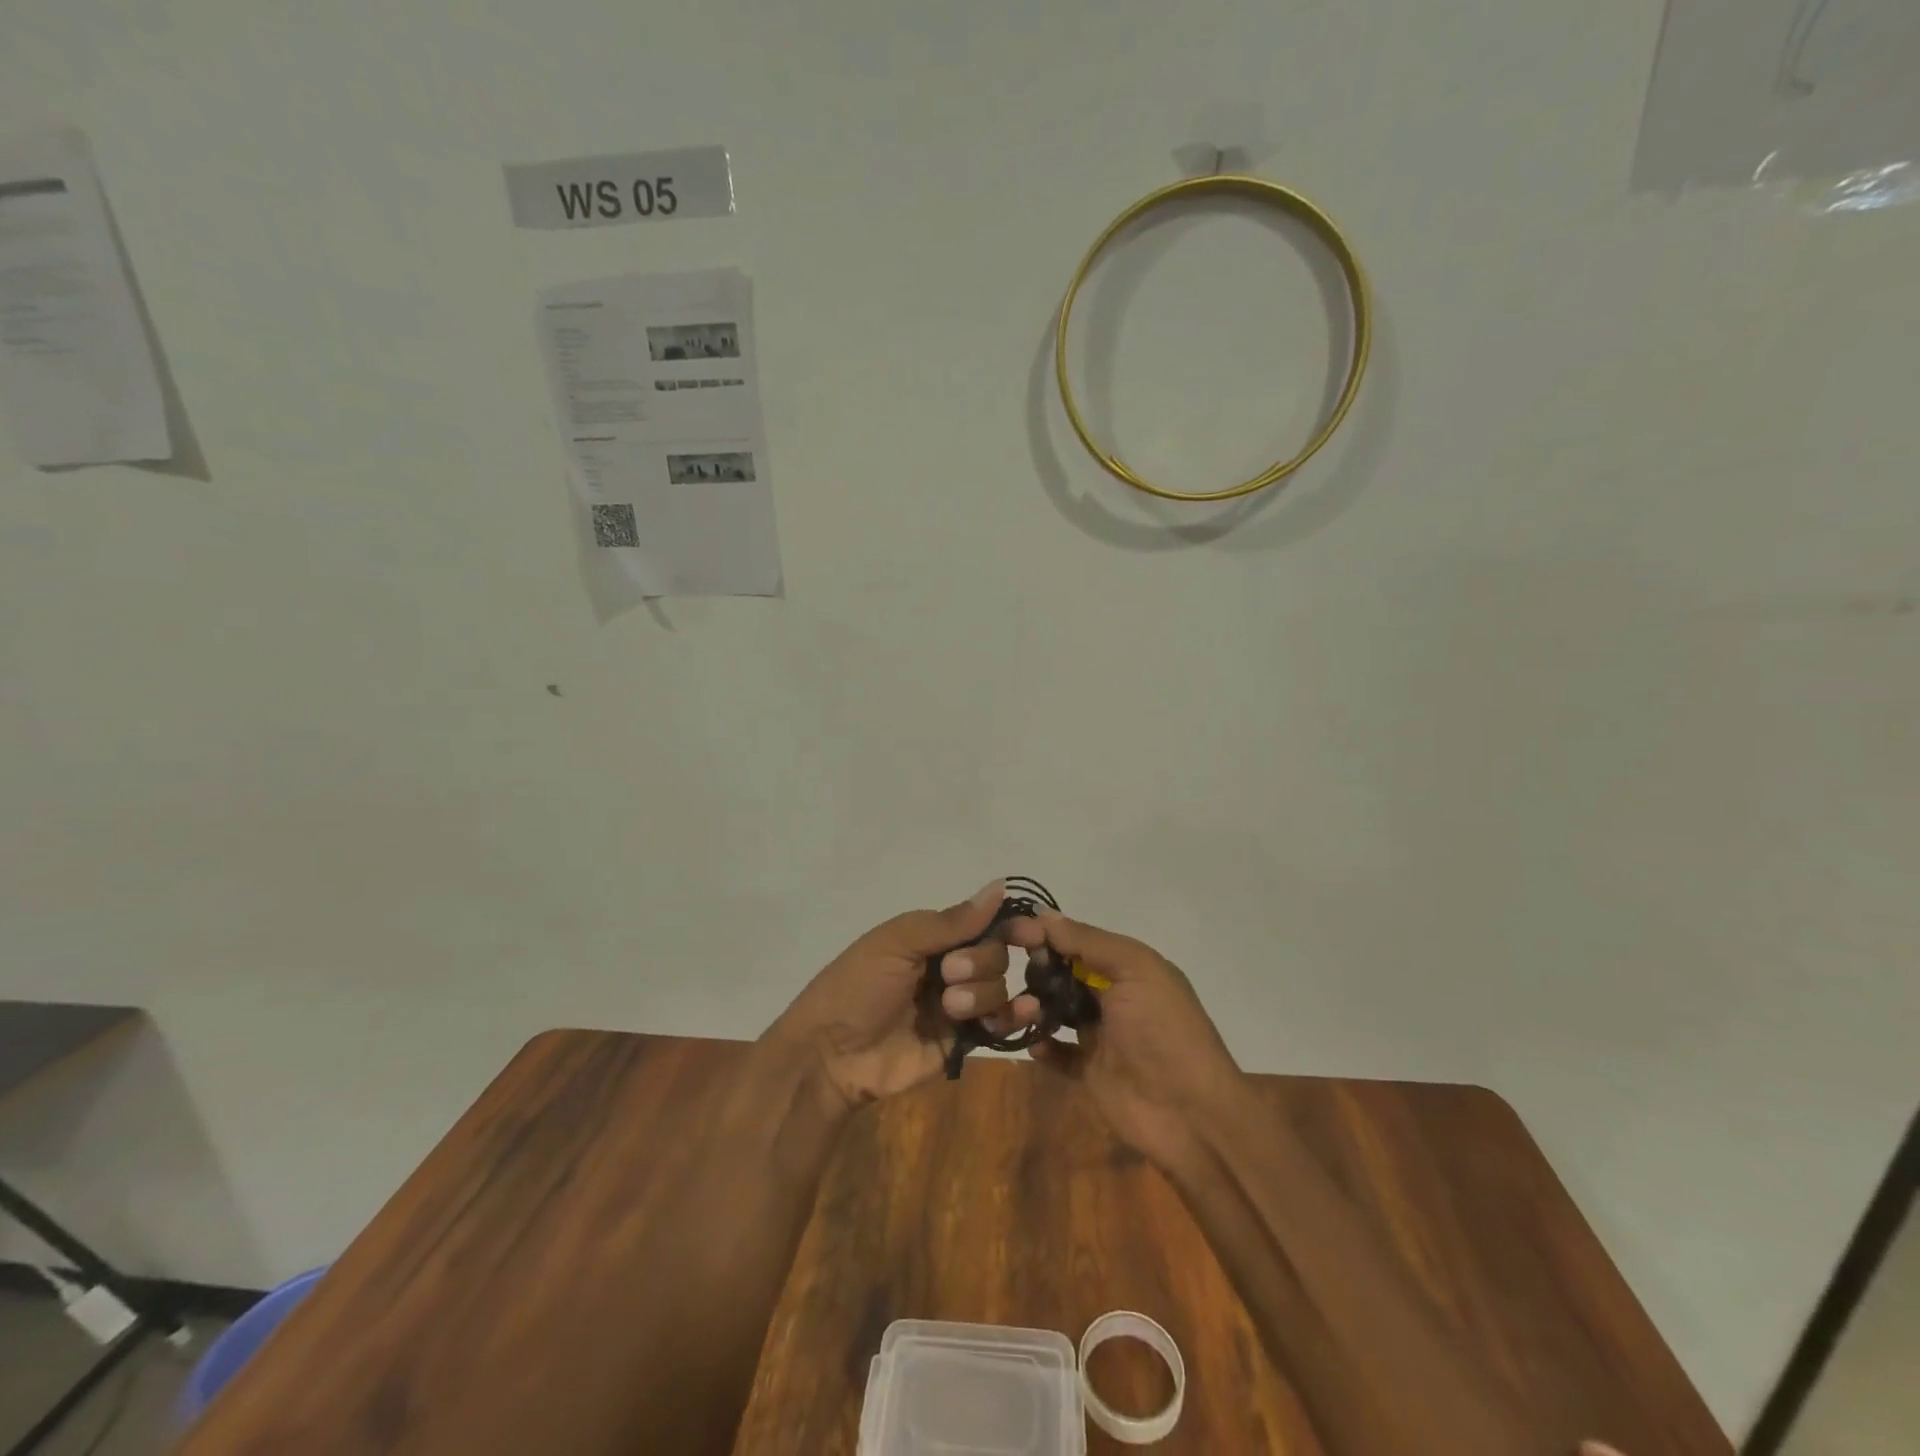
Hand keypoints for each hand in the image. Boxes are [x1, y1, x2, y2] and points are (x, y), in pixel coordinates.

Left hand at [765, 880, 1016, 1109]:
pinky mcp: (964, 1040)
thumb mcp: (898, 943)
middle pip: (996, 954)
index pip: (984, 923)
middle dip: (979, 962)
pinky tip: (1024, 1012)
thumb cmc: (858, 987)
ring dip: (981, 994)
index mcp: (933, 937)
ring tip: (948, 1009)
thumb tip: (1000, 886)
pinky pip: (1000, 1024)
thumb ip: (951, 922)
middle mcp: (950, 966)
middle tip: (947, 975)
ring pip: (999, 987)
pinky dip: (1014, 1016)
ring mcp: (958, 1005)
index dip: (1010, 925)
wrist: (832, 1054)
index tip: (1031, 933)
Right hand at [1005, 909, 1243, 1171]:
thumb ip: (1088, 941)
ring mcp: (1100, 1034)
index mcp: (1128, 966)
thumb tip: (1043, 914)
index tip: (1009, 932)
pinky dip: (1041, 1045)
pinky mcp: (1090, 1070)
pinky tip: (1034, 1043)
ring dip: (1034, 1007)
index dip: (1045, 935)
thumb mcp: (1135, 970)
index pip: (1078, 940)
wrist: (1190, 1114)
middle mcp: (1113, 995)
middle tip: (1009, 976)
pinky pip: (1057, 1051)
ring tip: (1023, 1013)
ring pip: (1055, 1010)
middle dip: (1036, 971)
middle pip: (1062, 973)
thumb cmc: (1163, 1030)